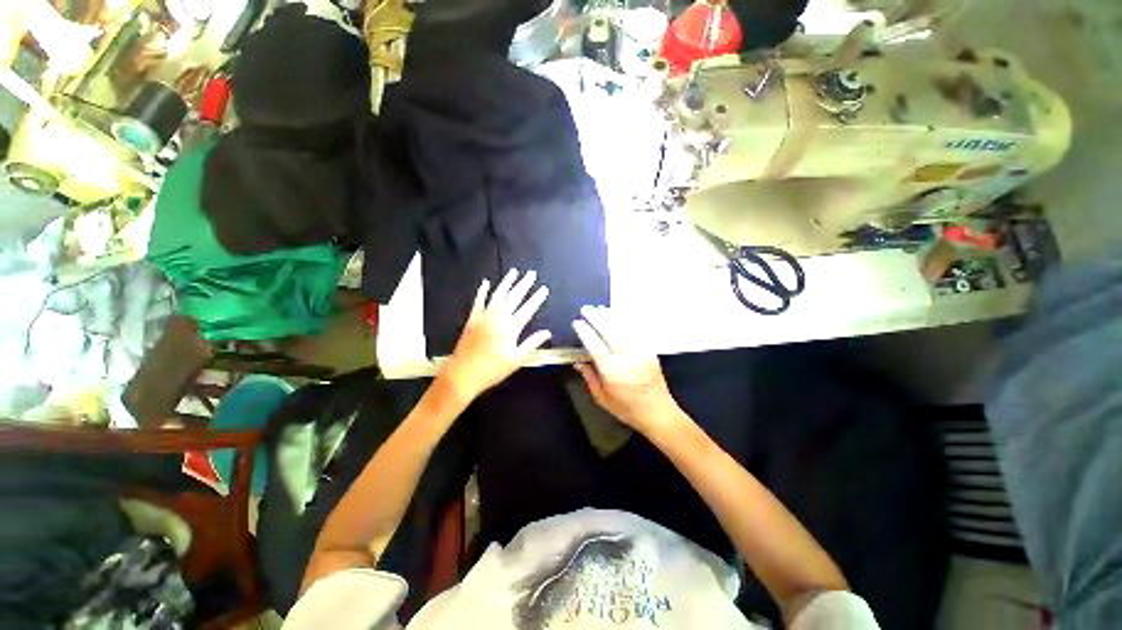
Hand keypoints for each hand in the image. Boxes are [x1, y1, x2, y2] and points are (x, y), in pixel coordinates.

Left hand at [438, 269, 551, 402]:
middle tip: (532, 274)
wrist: (463, 374)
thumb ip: (532, 343)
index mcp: (511, 327)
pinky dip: (483, 291)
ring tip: (514, 272)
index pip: (528, 309)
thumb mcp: (517, 359)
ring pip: (498, 295)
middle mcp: (498, 317)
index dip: (537, 298)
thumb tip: (547, 333)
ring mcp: (483, 316)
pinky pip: (478, 301)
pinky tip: (486, 283)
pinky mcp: (472, 319)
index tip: (544, 288)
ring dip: (507, 283)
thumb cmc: (493, 369)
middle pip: (514, 297)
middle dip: (524, 285)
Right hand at [571, 306, 686, 436]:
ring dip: (609, 316)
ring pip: (622, 327)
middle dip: (596, 317)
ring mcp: (639, 352)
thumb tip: (578, 361)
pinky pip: (635, 331)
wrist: (658, 413)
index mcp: (611, 371)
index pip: (594, 345)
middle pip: (609, 330)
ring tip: (599, 309)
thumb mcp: (602, 398)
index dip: (584, 332)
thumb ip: (589, 378)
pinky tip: (618, 316)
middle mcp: (625, 357)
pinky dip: (625, 321)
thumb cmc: (627, 409)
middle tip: (586, 309)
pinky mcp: (649, 350)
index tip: (577, 323)